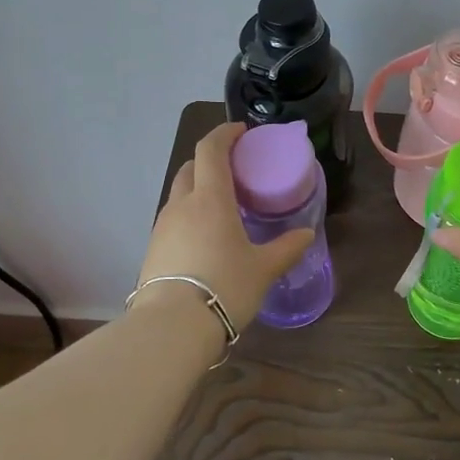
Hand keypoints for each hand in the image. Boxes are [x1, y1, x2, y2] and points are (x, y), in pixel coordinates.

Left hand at [135, 121, 313, 334]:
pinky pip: (173, 220)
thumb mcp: (264, 269)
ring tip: (221, 208)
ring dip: (197, 190)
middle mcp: (182, 205)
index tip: (241, 132)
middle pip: (190, 167)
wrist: (172, 327)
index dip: (224, 134)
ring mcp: (162, 227)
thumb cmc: (225, 286)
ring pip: (179, 195)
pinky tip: (204, 238)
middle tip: (233, 171)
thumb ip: (286, 248)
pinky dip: (189, 216)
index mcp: (210, 198)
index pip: (211, 149)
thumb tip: (306, 234)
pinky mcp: (152, 250)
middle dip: (209, 161)